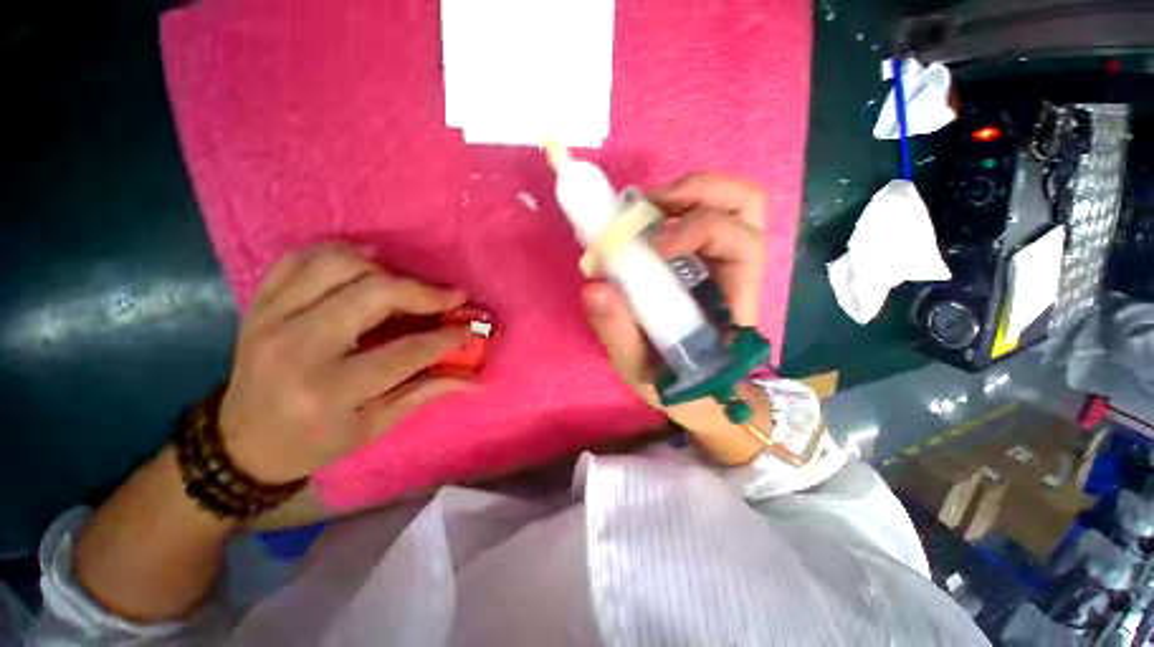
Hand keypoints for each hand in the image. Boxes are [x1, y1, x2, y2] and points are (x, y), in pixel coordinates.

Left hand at [218, 243, 470, 483]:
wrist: (241, 442)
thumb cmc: (314, 441)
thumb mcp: (373, 427)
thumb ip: (426, 393)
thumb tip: (475, 381)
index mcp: (329, 390)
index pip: (404, 352)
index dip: (444, 338)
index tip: (468, 328)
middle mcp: (298, 347)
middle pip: (372, 295)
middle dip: (422, 292)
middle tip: (451, 296)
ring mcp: (272, 319)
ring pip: (337, 265)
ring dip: (384, 267)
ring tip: (408, 282)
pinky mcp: (259, 305)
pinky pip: (299, 259)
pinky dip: (337, 251)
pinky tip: (365, 261)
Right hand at [581, 172, 768, 461]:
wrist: (696, 391)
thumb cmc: (677, 382)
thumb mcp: (641, 368)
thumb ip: (618, 333)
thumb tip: (593, 286)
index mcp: (733, 300)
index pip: (742, 243)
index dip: (698, 230)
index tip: (651, 246)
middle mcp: (737, 270)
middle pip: (747, 205)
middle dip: (698, 192)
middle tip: (649, 210)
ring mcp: (724, 259)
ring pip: (732, 202)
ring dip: (688, 192)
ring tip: (645, 211)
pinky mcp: (707, 258)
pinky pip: (706, 213)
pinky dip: (676, 206)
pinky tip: (646, 225)